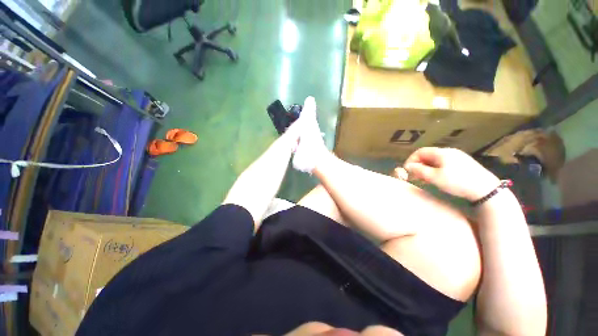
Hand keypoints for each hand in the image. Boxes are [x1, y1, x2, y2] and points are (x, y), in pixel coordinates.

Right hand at [404, 147, 499, 201]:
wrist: (486, 189)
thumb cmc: (458, 182)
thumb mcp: (434, 177)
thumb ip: (419, 171)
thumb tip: (407, 166)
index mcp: (441, 152)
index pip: (420, 151)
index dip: (411, 160)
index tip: (407, 170)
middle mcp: (449, 151)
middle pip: (428, 155)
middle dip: (418, 165)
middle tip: (415, 176)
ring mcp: (458, 157)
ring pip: (435, 160)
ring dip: (427, 168)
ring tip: (425, 178)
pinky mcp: (464, 164)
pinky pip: (444, 163)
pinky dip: (436, 169)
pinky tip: (438, 178)